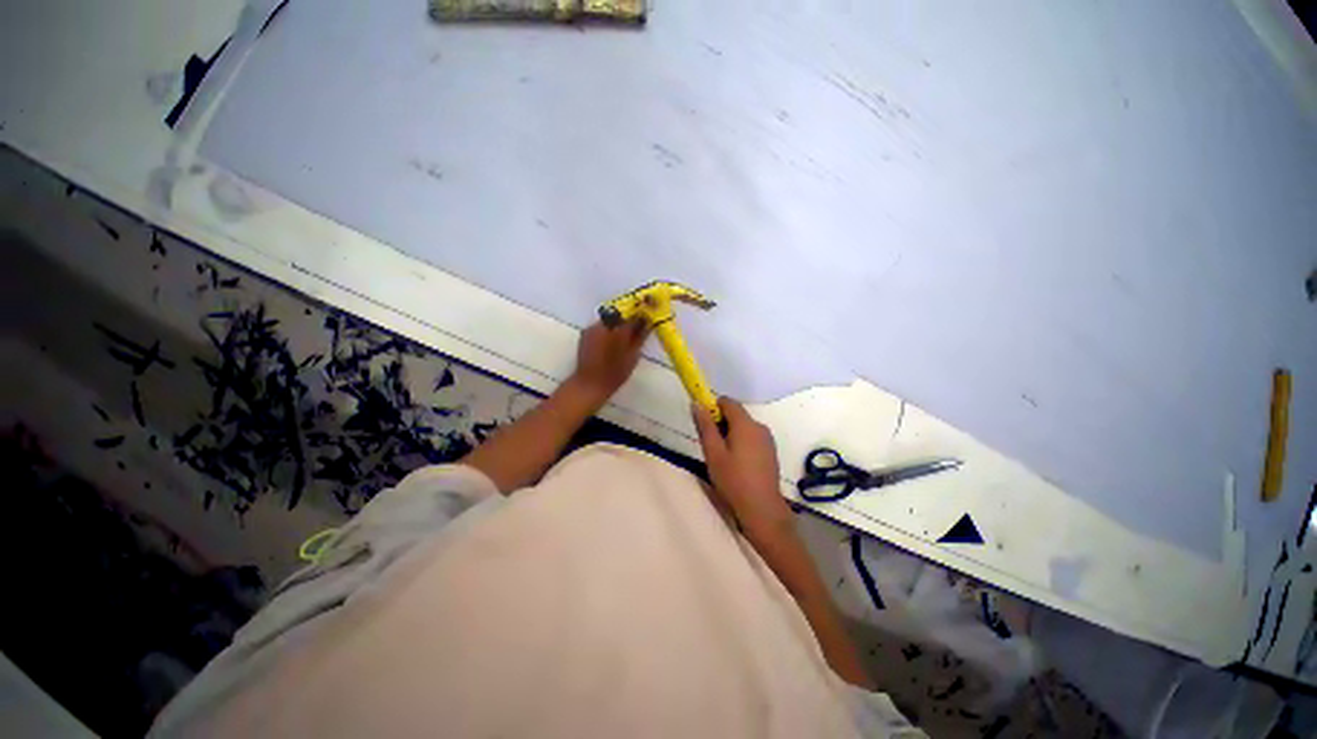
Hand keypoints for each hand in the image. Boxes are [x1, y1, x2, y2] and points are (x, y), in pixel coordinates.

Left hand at [568, 319, 649, 405]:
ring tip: (622, 337)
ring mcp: (591, 328)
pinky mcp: (585, 334)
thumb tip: (647, 325)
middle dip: (627, 320)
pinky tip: (610, 342)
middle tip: (635, 329)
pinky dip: (607, 331)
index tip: (646, 320)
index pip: (632, 317)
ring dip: (616, 325)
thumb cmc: (615, 373)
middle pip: (619, 316)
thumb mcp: (633, 356)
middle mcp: (603, 324)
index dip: (640, 317)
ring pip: (609, 321)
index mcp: (617, 329)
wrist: (590, 384)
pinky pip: (600, 327)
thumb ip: (640, 338)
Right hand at [692, 397, 791, 534]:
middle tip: (710, 444)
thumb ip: (705, 426)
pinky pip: (752, 437)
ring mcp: (767, 439)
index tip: (704, 423)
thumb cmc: (733, 480)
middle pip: (737, 414)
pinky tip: (736, 462)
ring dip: (731, 433)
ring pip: (744, 426)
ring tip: (722, 455)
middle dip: (721, 422)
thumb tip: (698, 403)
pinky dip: (741, 441)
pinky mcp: (771, 451)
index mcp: (746, 424)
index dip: (713, 407)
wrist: (762, 509)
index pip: (728, 402)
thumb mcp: (713, 453)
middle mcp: (759, 426)